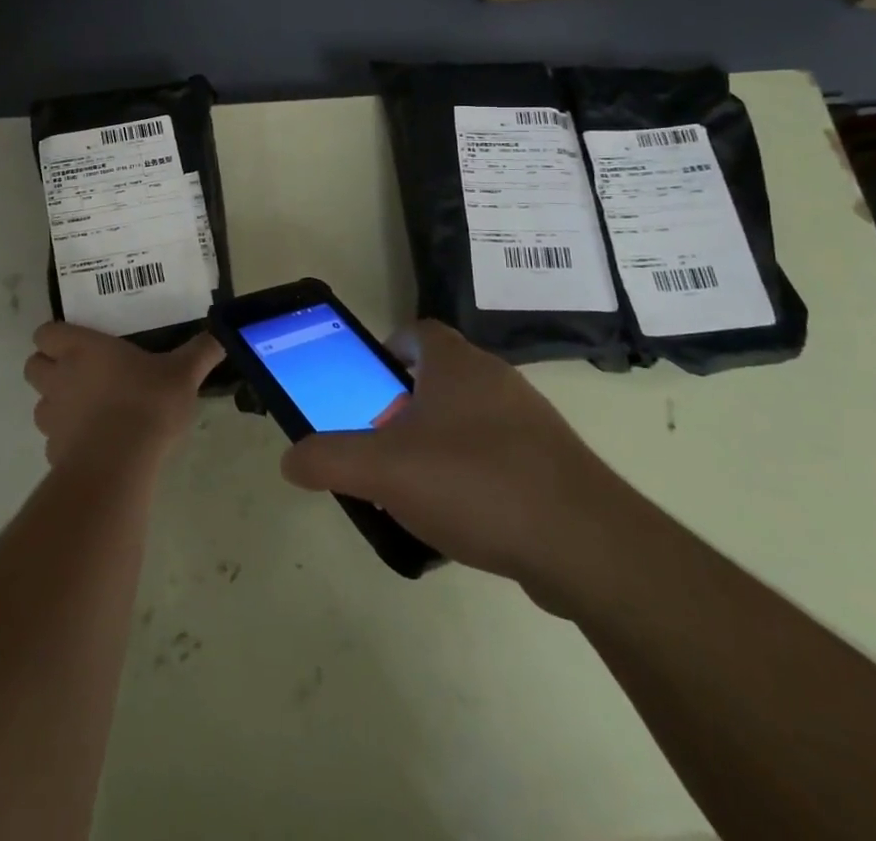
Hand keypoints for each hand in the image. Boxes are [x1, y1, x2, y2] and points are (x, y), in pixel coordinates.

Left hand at [23, 322, 223, 472]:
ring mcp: (52, 417)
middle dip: (50, 367)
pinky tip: (95, 443)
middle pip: (33, 365)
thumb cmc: (146, 403)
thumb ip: (200, 352)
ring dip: (57, 403)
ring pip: (40, 404)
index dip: (57, 336)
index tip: (79, 342)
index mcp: (81, 349)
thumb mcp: (182, 374)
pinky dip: (68, 439)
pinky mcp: (53, 453)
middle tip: (81, 372)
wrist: (119, 465)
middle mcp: (59, 378)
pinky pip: (54, 439)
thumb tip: (223, 333)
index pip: (46, 333)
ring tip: (89, 410)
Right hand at [280, 320, 635, 614]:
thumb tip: (290, 460)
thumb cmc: (475, 483)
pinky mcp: (553, 464)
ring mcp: (530, 421)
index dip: (387, 350)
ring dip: (439, 443)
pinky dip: (474, 476)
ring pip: (470, 419)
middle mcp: (496, 379)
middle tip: (382, 443)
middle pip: (440, 377)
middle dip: (406, 406)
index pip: (417, 332)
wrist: (585, 544)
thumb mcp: (384, 471)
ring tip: (416, 488)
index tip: (367, 384)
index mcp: (456, 364)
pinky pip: (499, 456)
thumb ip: (329, 459)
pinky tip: (462, 519)